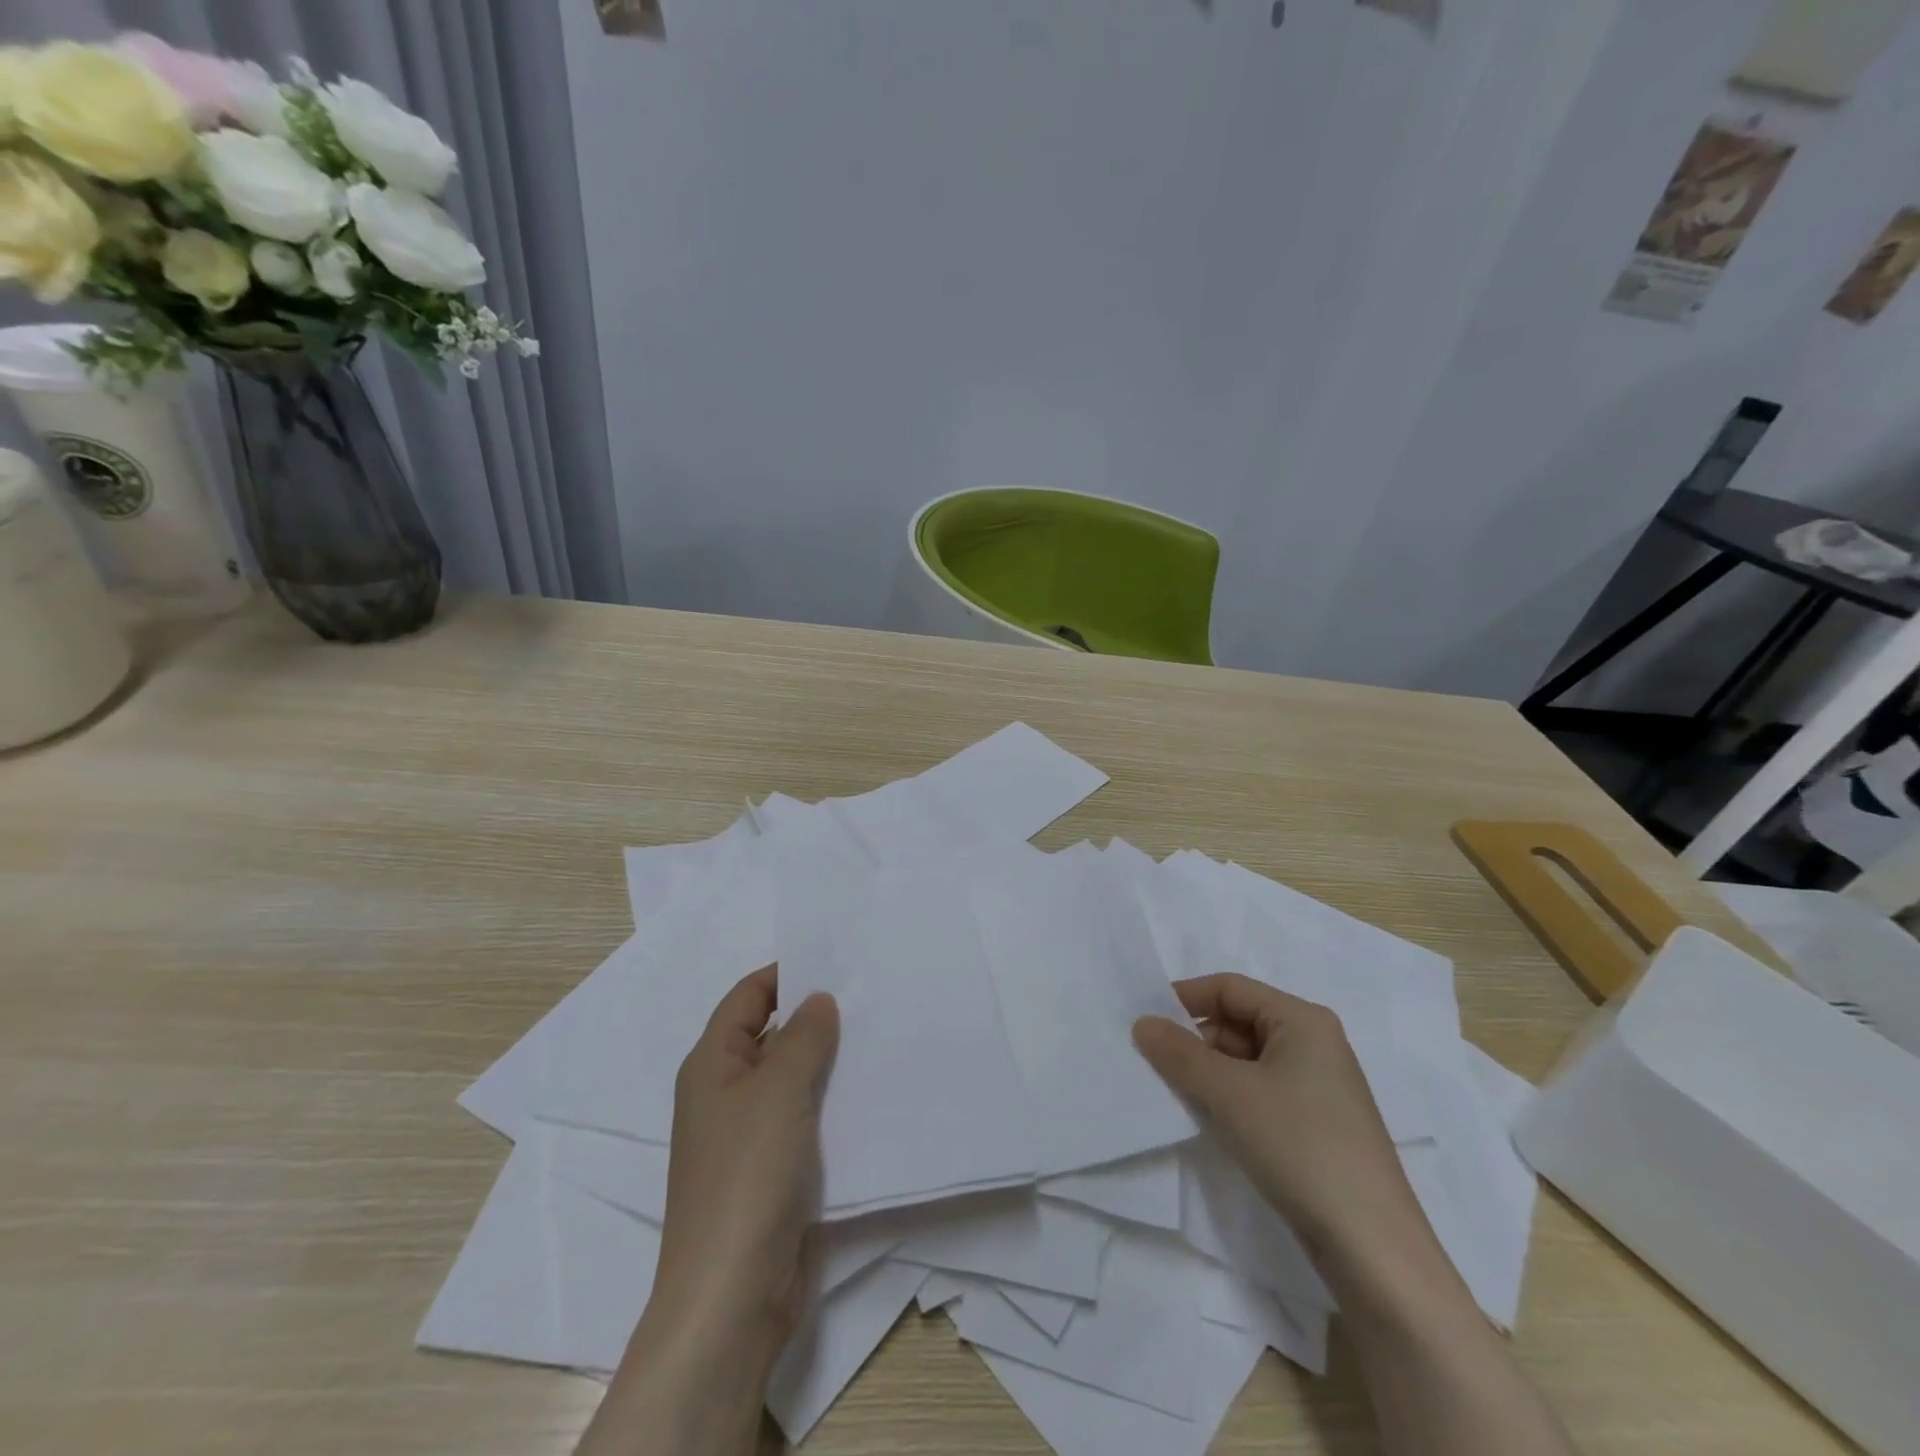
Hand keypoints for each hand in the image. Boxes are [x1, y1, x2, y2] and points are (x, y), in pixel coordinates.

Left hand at [580, 967, 837, 1455]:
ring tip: (879, 1036)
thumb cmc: (748, 1176)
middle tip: (870, 996)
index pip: (747, 997)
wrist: (732, 1295)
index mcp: (712, 1064)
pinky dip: (830, 1102)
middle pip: (770, 1035)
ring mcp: (748, 1135)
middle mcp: (725, 1093)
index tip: (836, 961)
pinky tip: (871, 1094)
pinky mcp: (771, 1171)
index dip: (785, 974)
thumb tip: (818, 999)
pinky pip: (803, 1118)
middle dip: (814, 1017)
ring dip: (827, 1061)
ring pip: (791, 1079)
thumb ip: (803, 1037)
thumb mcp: (779, 1090)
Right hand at [1132, 973, 1435, 1278]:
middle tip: (1154, 1065)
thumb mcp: (1229, 1093)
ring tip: (1174, 1094)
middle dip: (1195, 1040)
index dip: (1184, 998)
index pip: (1230, 988)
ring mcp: (1319, 1086)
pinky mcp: (1317, 1124)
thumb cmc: (1300, 1146)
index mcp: (1303, 1020)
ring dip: (1209, 1072)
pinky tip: (1209, 1120)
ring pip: (1247, 1060)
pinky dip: (1230, 1097)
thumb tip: (1143, 1023)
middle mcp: (1315, 1043)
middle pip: (1238, 1021)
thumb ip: (1179, 1053)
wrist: (1372, 1248)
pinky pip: (1261, 1091)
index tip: (1144, 1022)